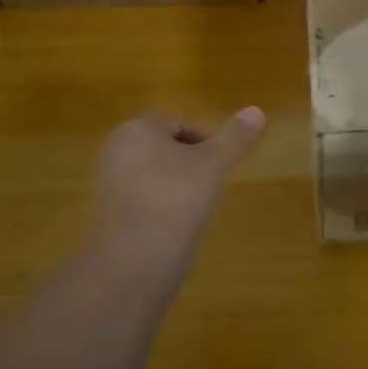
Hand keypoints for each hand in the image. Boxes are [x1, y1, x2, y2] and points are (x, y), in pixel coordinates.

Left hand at [92, 107, 266, 256]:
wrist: (138, 257)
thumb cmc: (176, 197)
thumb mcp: (213, 163)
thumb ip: (235, 137)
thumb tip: (257, 111)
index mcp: (137, 128)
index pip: (178, 123)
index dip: (205, 141)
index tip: (220, 164)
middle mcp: (117, 149)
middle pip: (165, 147)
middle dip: (190, 162)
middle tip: (211, 184)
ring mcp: (109, 182)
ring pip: (154, 173)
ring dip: (178, 184)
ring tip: (198, 206)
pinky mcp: (110, 212)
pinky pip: (144, 198)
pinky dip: (163, 205)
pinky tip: (178, 225)